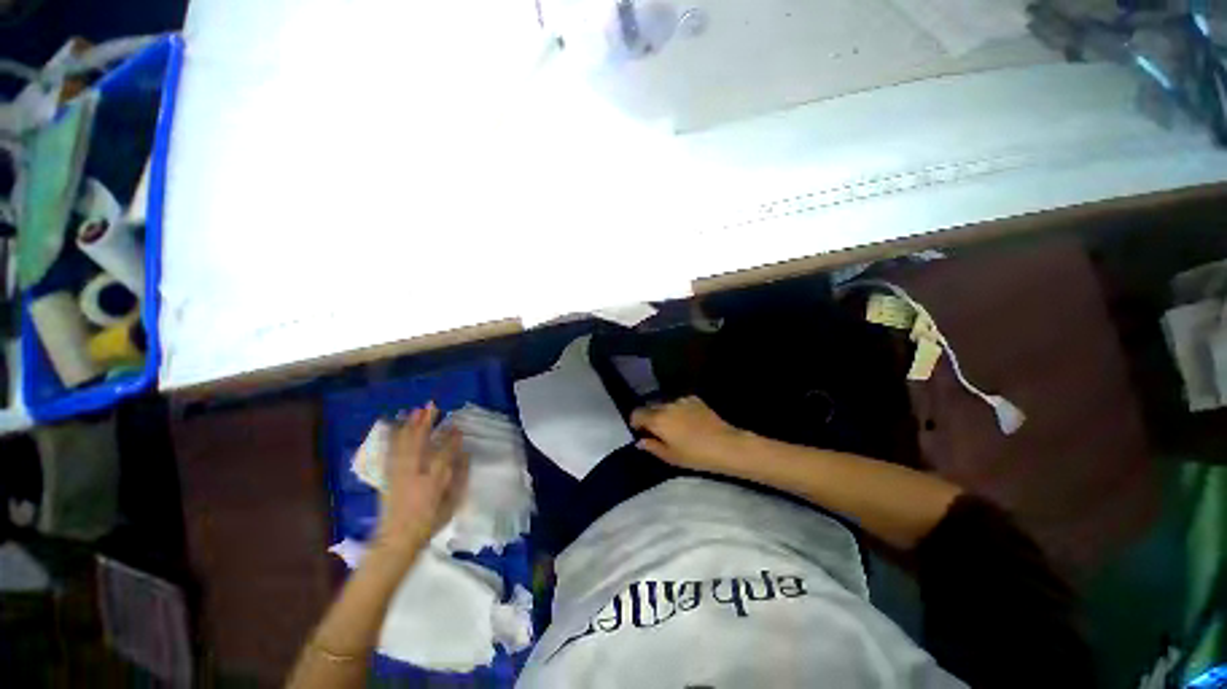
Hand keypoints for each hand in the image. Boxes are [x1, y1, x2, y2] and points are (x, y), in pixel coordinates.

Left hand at [373, 404, 468, 561]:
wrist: (396, 540)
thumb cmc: (429, 523)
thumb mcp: (451, 504)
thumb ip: (459, 478)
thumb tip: (465, 456)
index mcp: (432, 482)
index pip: (444, 453)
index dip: (451, 439)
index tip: (457, 427)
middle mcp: (413, 474)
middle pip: (419, 443)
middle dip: (426, 423)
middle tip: (432, 406)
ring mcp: (397, 474)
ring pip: (403, 444)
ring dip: (410, 426)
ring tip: (416, 411)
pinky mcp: (387, 476)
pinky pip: (391, 452)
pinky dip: (394, 438)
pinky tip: (397, 428)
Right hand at [630, 396, 748, 473]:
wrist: (725, 445)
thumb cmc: (695, 455)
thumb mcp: (670, 457)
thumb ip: (652, 446)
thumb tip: (640, 441)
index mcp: (657, 419)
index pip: (637, 413)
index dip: (636, 422)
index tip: (641, 432)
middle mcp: (666, 405)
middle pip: (650, 406)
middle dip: (650, 417)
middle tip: (658, 432)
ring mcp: (681, 400)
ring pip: (665, 404)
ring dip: (665, 412)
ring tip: (675, 426)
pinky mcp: (694, 399)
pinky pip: (679, 402)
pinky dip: (678, 409)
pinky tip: (688, 421)